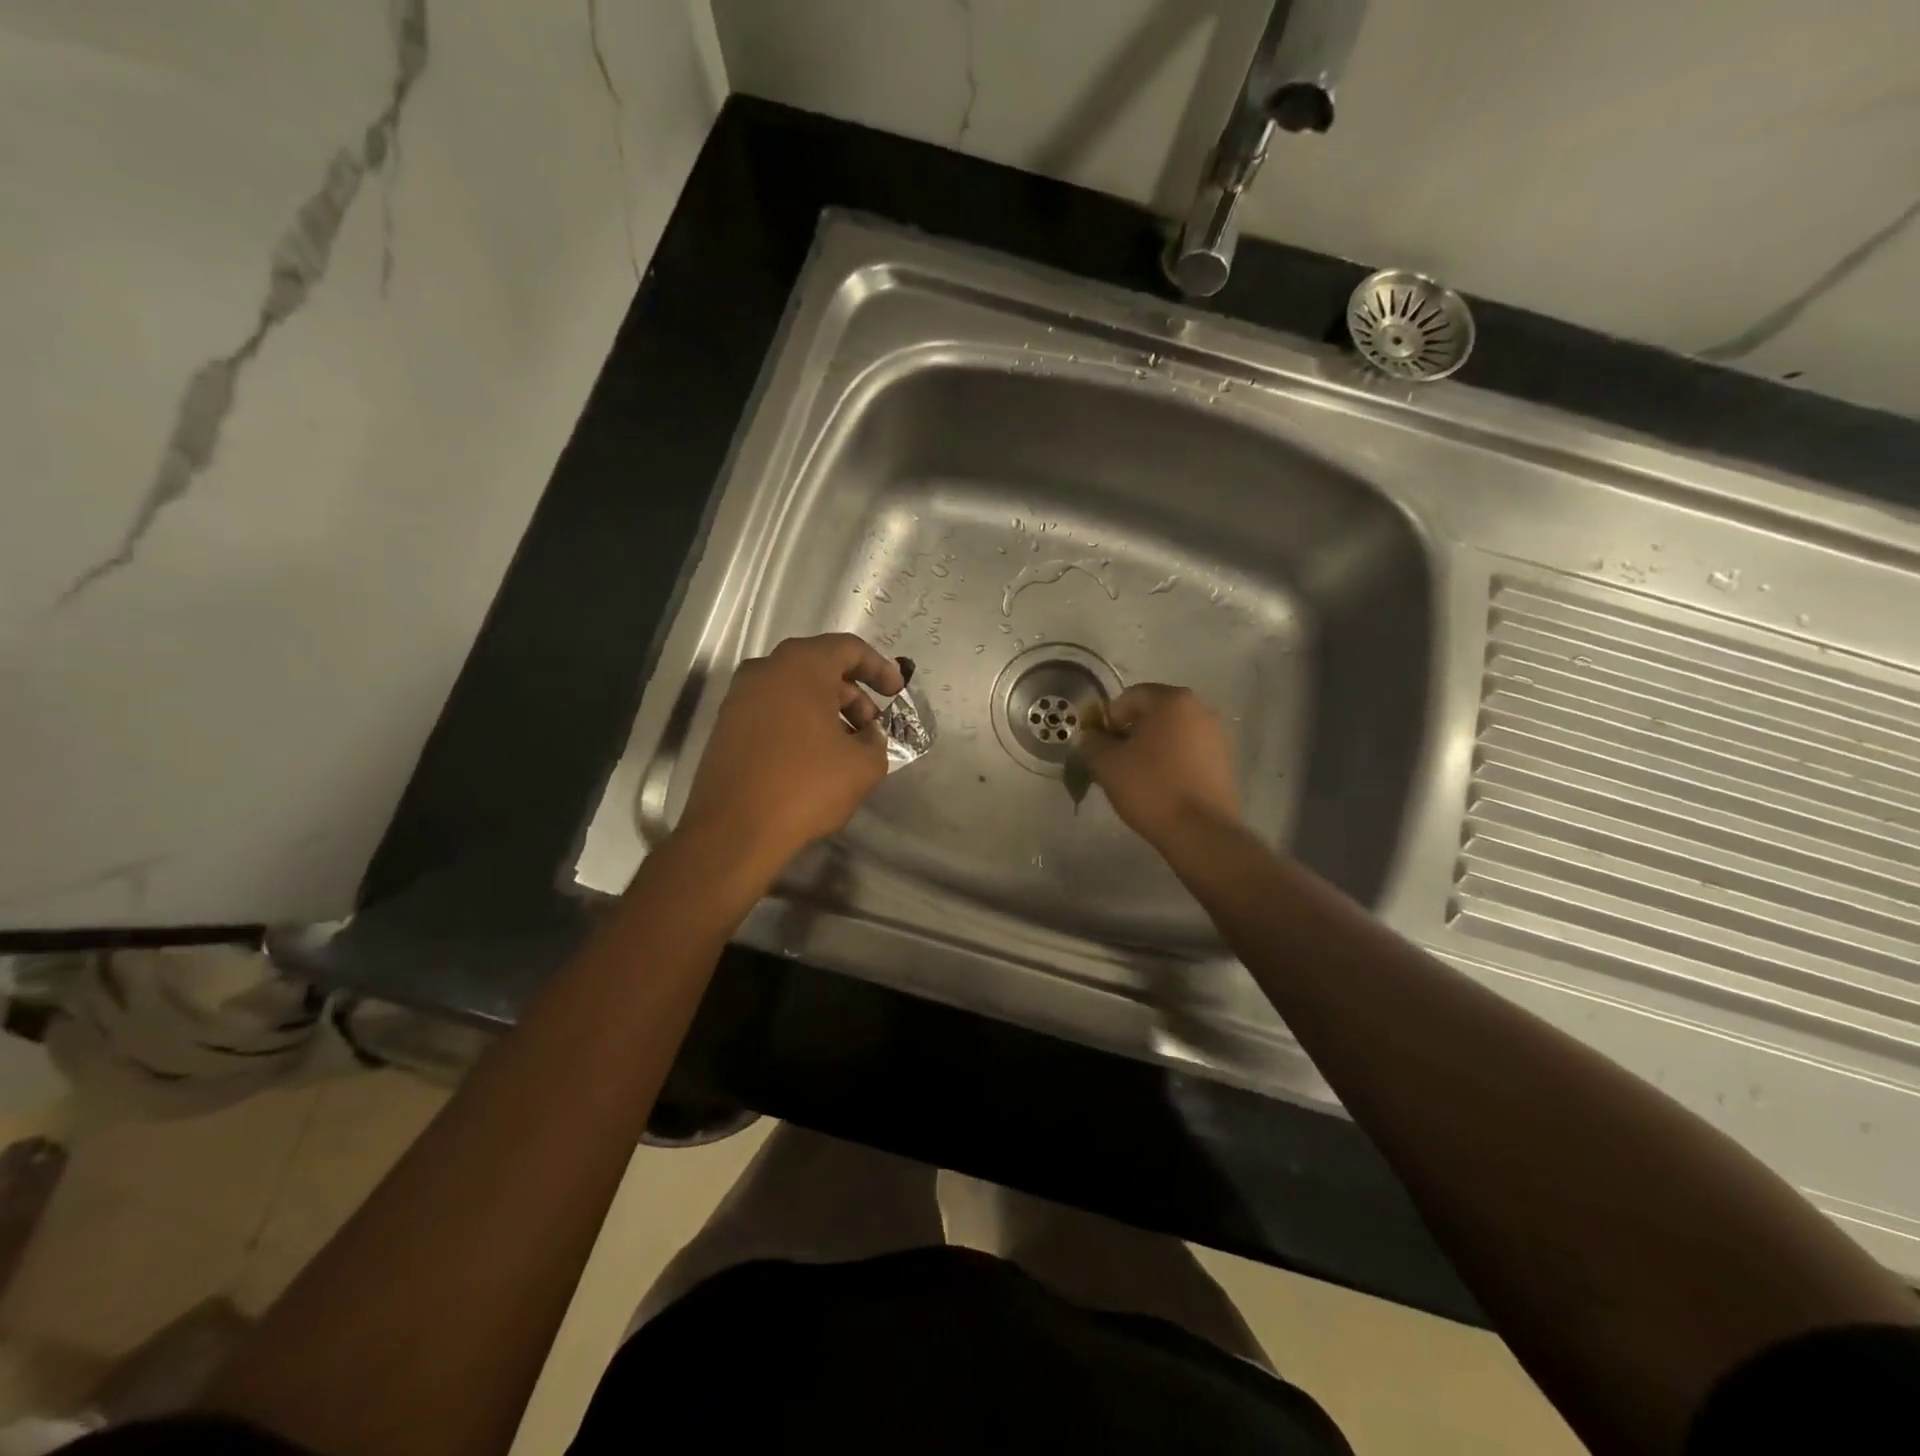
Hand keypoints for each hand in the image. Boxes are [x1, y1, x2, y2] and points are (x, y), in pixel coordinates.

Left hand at [678, 634, 905, 873]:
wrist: (733, 831)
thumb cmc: (805, 787)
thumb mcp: (864, 765)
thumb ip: (877, 739)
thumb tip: (868, 735)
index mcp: (801, 666)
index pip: (848, 648)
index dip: (879, 668)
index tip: (897, 694)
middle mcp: (765, 669)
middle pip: (820, 667)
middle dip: (854, 694)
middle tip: (873, 728)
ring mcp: (740, 696)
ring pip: (795, 690)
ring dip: (827, 710)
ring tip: (848, 747)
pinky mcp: (727, 724)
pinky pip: (774, 709)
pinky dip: (800, 722)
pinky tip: (816, 757)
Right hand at [1079, 684, 1240, 846]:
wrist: (1200, 831)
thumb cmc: (1151, 788)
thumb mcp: (1106, 764)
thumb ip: (1092, 743)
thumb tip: (1092, 737)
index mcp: (1173, 700)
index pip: (1131, 696)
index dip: (1109, 719)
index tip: (1101, 745)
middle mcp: (1200, 709)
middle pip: (1154, 713)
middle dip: (1131, 732)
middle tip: (1115, 760)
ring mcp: (1217, 736)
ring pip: (1172, 733)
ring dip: (1151, 747)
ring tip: (1137, 776)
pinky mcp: (1224, 762)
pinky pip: (1188, 752)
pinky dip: (1171, 761)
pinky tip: (1160, 786)